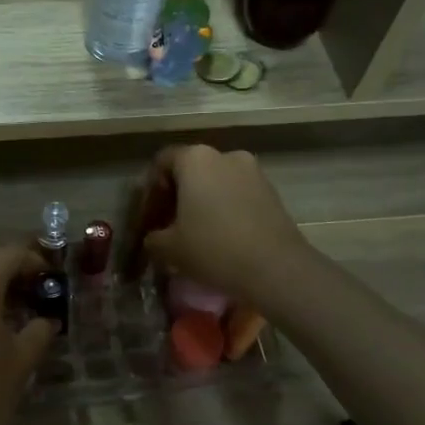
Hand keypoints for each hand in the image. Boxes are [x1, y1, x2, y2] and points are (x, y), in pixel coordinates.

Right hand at [141, 145, 309, 303]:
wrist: (276, 268)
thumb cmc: (213, 249)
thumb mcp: (169, 248)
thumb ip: (153, 238)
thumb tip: (153, 238)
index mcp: (195, 159)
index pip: (162, 163)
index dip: (151, 191)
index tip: (149, 218)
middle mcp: (225, 156)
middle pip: (191, 170)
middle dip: (176, 197)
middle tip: (168, 227)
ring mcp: (253, 172)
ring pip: (216, 182)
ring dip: (202, 203)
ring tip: (195, 234)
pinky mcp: (272, 192)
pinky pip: (237, 194)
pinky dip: (224, 209)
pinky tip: (221, 237)